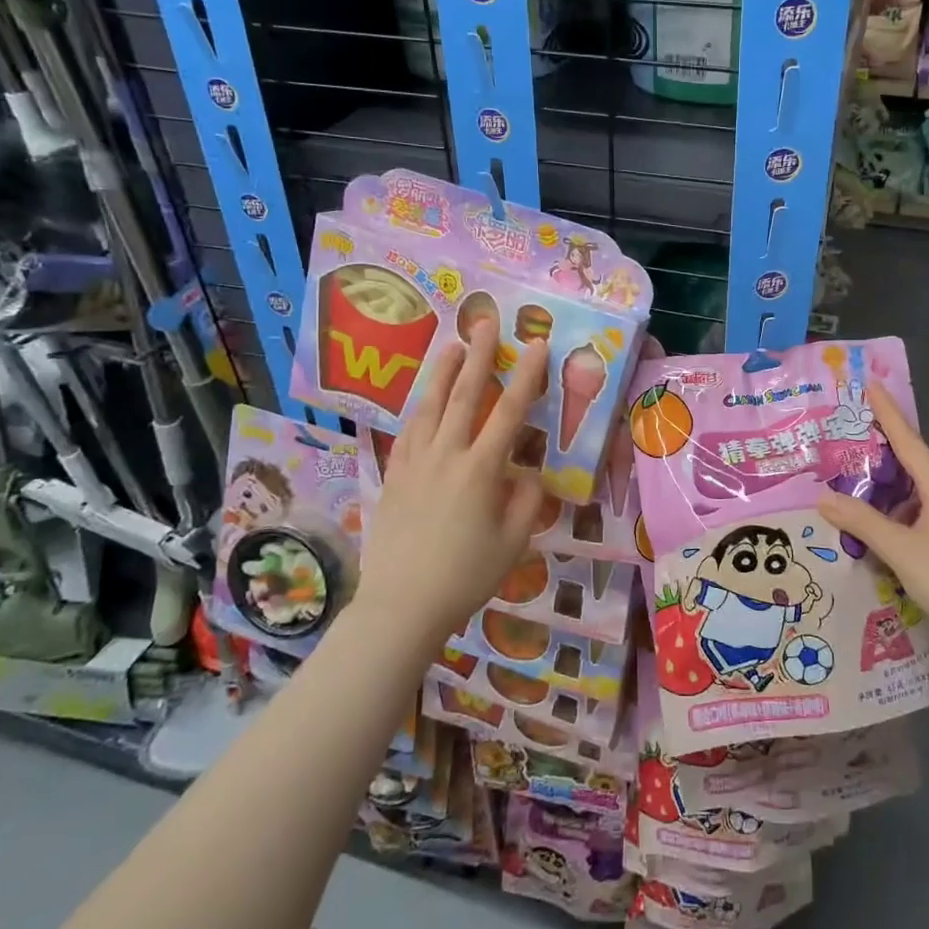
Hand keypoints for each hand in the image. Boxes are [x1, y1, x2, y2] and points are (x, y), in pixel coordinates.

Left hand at [348, 321, 547, 651]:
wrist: (401, 606)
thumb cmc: (465, 576)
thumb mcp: (513, 543)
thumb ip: (527, 501)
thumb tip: (530, 474)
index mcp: (480, 470)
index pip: (508, 411)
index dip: (525, 375)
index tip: (535, 344)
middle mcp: (446, 456)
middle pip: (464, 395)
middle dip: (479, 356)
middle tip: (486, 323)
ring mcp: (414, 463)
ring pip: (429, 406)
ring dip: (443, 372)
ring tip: (453, 345)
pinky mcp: (393, 476)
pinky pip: (407, 431)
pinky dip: (418, 408)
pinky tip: (422, 400)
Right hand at [816, 383, 928, 635]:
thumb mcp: (900, 550)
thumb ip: (862, 522)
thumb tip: (823, 497)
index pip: (908, 440)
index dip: (888, 413)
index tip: (872, 385)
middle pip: (921, 459)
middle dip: (892, 448)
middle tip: (858, 448)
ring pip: (924, 487)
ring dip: (896, 485)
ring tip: (863, 492)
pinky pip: (926, 509)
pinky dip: (903, 509)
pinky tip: (885, 530)